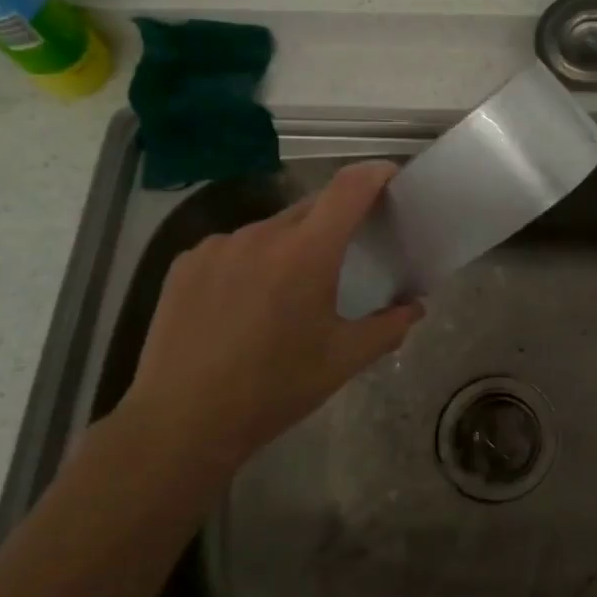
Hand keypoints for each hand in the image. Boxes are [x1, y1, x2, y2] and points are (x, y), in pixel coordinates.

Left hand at [109, 161, 423, 487]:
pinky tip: (244, 304)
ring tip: (288, 293)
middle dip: (335, 221)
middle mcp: (262, 235)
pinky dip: (251, 262)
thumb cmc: (274, 389)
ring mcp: (218, 246)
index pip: (349, 189)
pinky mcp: (186, 263)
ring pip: (271, 230)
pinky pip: (233, 248)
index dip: (375, 174)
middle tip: (346, 253)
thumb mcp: (343, 360)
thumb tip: (415, 308)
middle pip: (311, 208)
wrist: (181, 422)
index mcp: (307, 252)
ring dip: (290, 246)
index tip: (391, 177)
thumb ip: (388, 327)